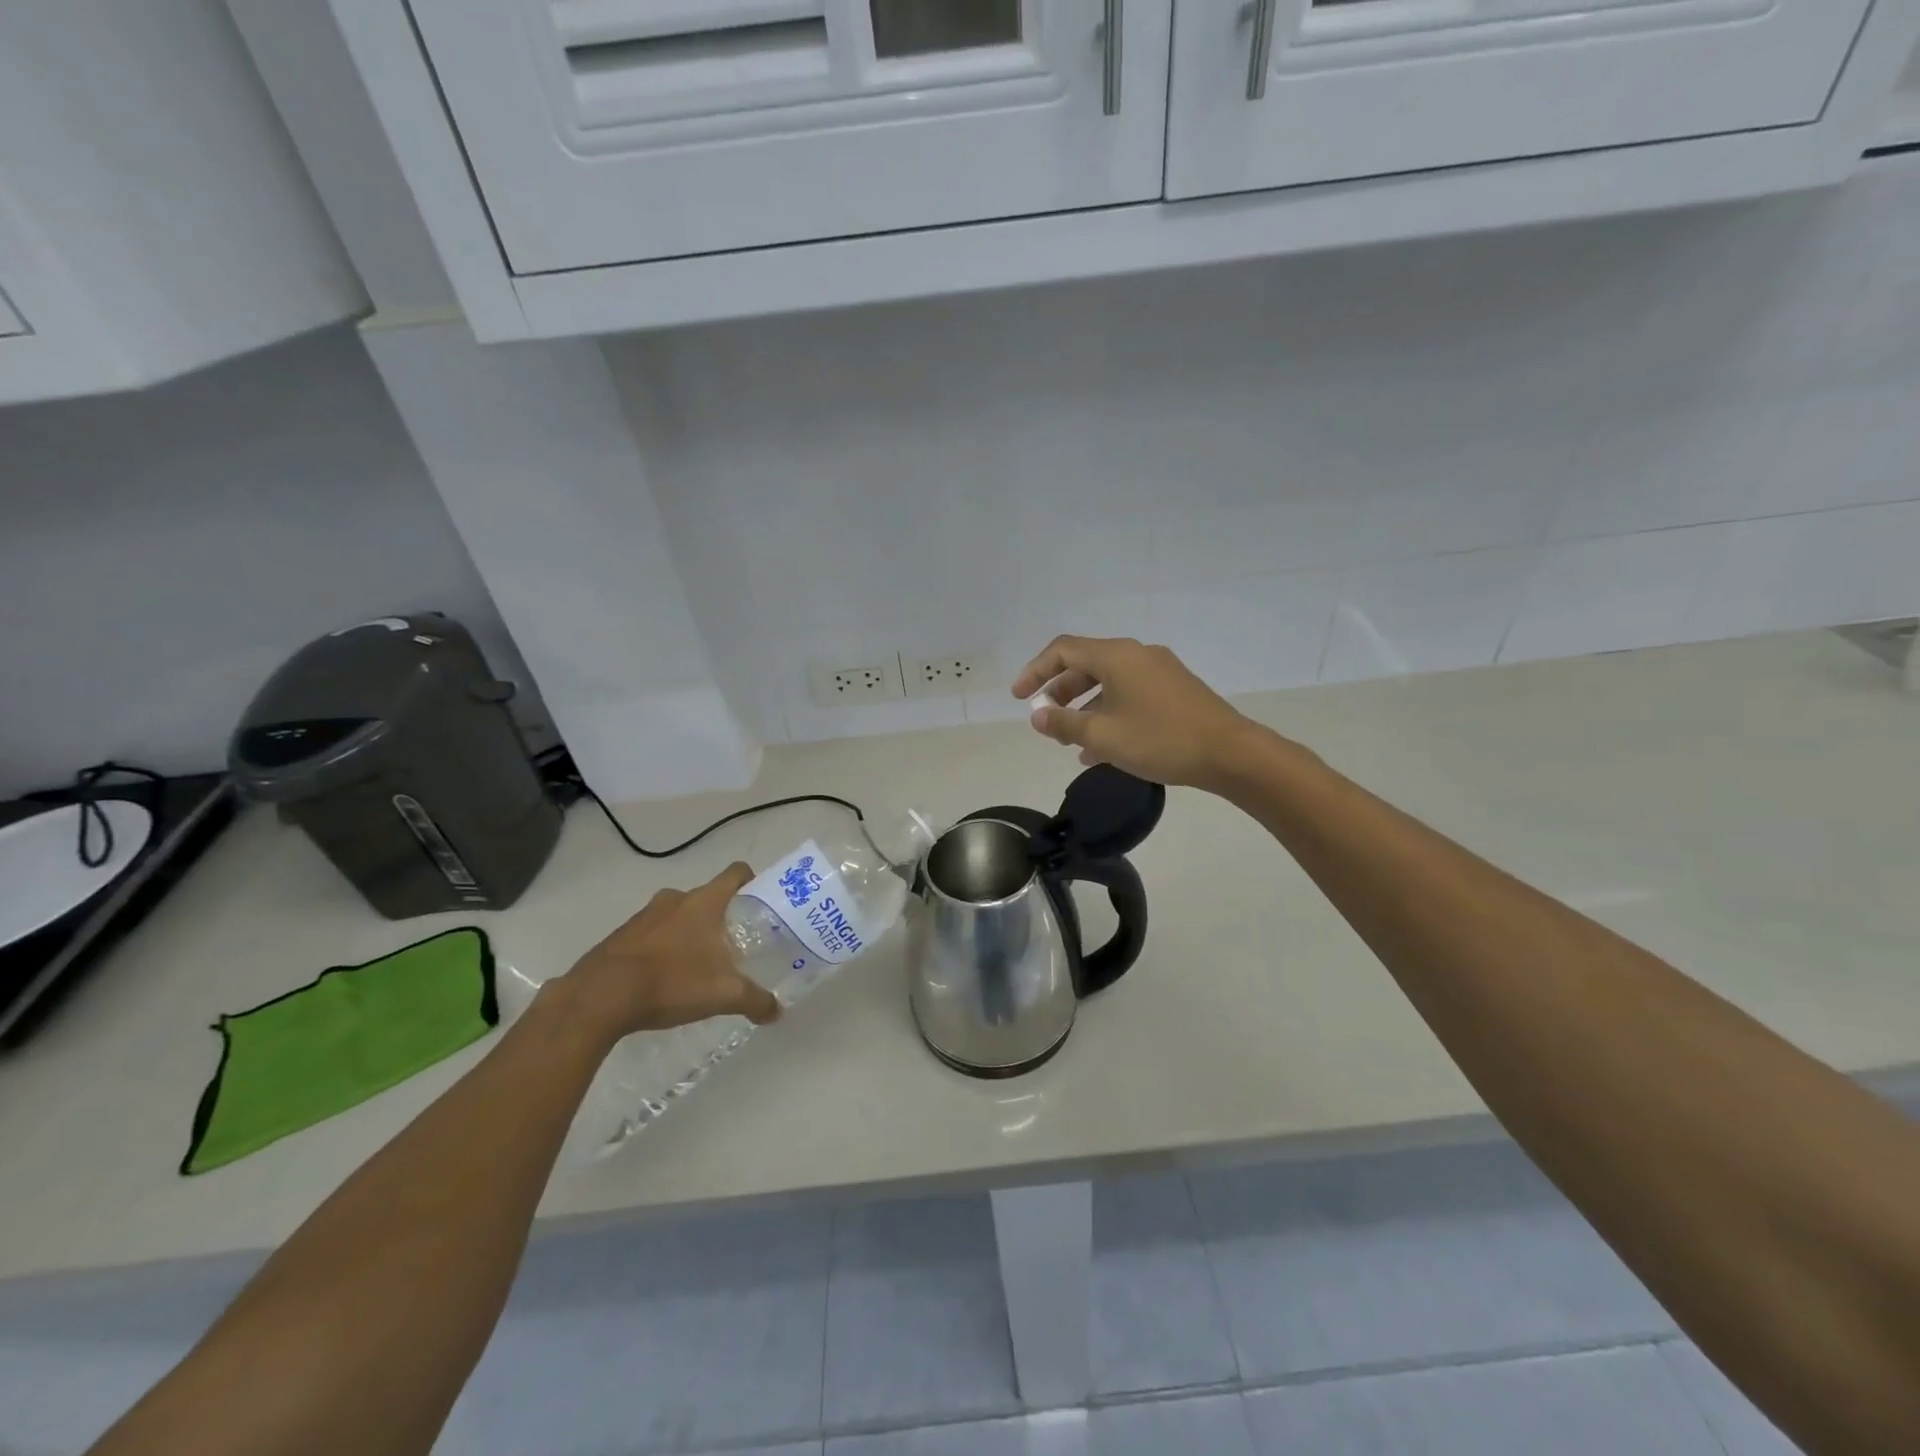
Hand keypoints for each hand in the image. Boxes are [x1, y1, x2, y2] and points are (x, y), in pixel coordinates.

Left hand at [553, 863, 780, 1044]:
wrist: (598, 997)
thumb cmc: (671, 982)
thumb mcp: (723, 995)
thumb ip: (755, 1000)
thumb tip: (777, 1011)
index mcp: (704, 902)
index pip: (736, 873)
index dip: (751, 882)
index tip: (760, 903)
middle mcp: (675, 899)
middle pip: (707, 897)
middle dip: (720, 918)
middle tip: (732, 945)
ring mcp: (643, 915)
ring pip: (677, 915)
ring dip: (688, 933)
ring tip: (697, 965)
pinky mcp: (620, 936)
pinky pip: (651, 934)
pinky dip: (661, 949)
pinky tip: (664, 979)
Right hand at [1012, 636, 1260, 791]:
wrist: (1230, 753)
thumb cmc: (1160, 740)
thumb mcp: (1103, 736)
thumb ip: (1064, 724)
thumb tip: (1038, 716)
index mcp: (1116, 656)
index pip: (1062, 650)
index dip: (1035, 671)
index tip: (1019, 698)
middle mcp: (1136, 655)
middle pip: (1085, 664)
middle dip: (1059, 691)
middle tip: (1044, 719)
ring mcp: (1159, 671)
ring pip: (1108, 682)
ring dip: (1084, 706)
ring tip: (1069, 739)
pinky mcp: (1174, 690)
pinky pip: (1129, 694)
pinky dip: (1109, 713)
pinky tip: (1101, 748)